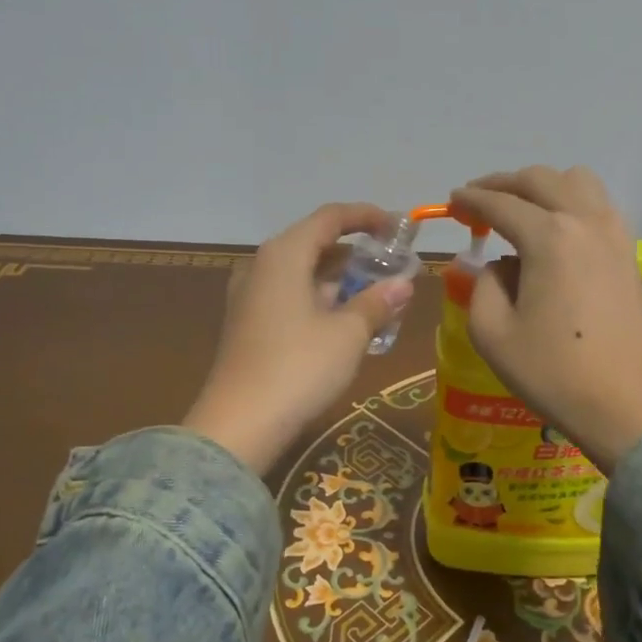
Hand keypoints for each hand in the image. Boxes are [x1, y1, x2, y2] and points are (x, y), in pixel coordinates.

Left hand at [182, 203, 414, 474]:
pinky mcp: (247, 324)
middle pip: (314, 243)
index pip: (330, 217)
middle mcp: (262, 266)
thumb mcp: (348, 333)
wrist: (239, 424)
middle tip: (393, 265)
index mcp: (284, 254)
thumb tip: (402, 284)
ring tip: (377, 295)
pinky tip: (345, 322)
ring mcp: (249, 296)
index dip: (366, 217)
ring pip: (302, 273)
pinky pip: (290, 296)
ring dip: (339, 279)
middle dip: (356, 252)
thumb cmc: (299, 367)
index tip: (398, 226)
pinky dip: (320, 300)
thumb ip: (376, 302)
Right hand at [451, 166, 641, 471]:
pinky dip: (570, 203)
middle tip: (478, 201)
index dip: (471, 200)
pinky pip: (597, 206)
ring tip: (520, 211)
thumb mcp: (493, 334)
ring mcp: (614, 234)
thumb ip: (482, 287)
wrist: (633, 406)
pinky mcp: (630, 253)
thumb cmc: (556, 373)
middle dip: (503, 184)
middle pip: (540, 180)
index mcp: (548, 237)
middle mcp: (585, 221)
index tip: (451, 202)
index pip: (501, 203)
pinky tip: (555, 232)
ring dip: (543, 187)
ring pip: (577, 182)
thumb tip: (497, 267)